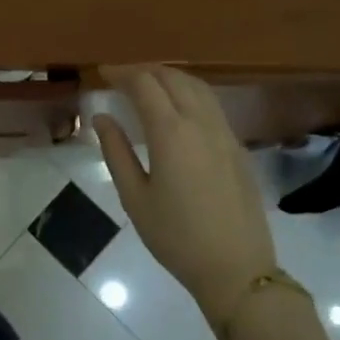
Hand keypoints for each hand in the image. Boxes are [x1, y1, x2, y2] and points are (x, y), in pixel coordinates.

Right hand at [93, 65, 276, 312]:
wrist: (236, 269)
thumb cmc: (175, 237)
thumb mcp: (134, 197)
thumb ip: (116, 152)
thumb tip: (102, 118)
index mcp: (171, 133)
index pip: (145, 85)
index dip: (121, 73)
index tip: (102, 72)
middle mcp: (201, 123)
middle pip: (174, 79)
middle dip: (145, 71)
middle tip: (120, 77)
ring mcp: (225, 134)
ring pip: (198, 88)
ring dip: (170, 78)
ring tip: (147, 85)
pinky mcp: (238, 148)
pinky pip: (212, 105)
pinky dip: (189, 94)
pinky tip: (177, 108)